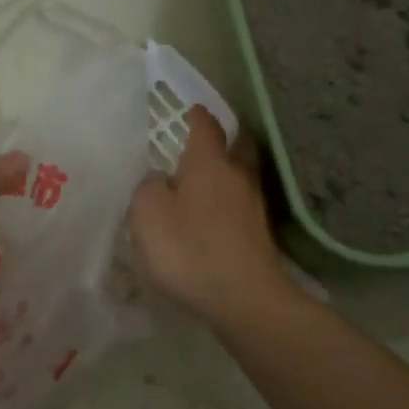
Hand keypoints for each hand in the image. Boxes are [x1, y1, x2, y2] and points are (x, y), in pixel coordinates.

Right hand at [129, 106, 294, 324]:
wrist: (244, 298)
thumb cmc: (189, 248)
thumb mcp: (148, 213)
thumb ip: (148, 188)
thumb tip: (159, 180)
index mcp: (209, 162)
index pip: (206, 126)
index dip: (197, 116)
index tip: (191, 110)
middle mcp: (237, 176)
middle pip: (238, 146)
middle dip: (225, 140)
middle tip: (205, 143)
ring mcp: (254, 206)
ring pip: (242, 176)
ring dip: (227, 174)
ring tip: (204, 183)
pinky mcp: (260, 234)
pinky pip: (242, 206)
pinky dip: (229, 203)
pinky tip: (214, 218)